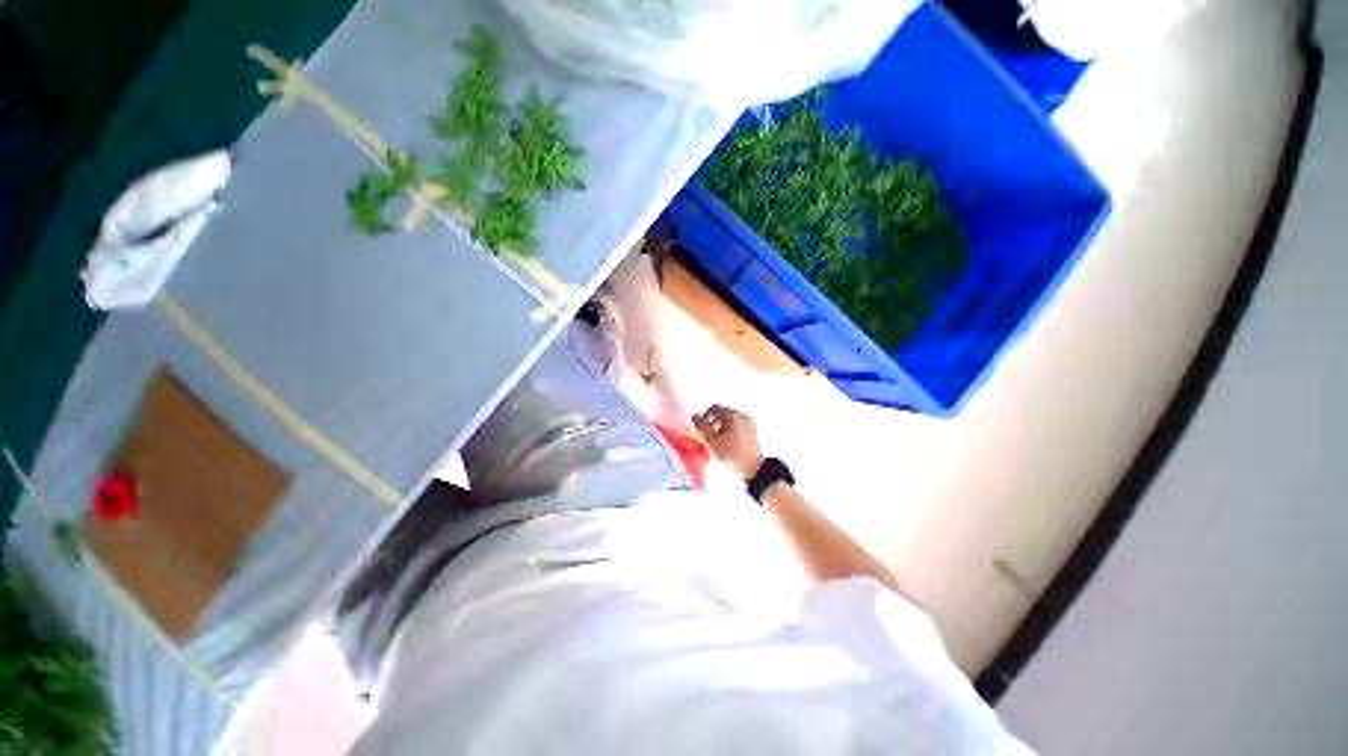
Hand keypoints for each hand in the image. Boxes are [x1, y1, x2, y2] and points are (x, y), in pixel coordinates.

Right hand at [692, 405, 763, 479]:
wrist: (754, 468)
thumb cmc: (731, 454)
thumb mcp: (713, 441)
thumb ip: (702, 427)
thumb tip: (695, 416)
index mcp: (733, 415)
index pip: (714, 408)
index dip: (704, 417)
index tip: (701, 430)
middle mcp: (742, 415)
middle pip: (722, 414)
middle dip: (712, 423)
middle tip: (708, 436)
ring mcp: (749, 423)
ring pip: (730, 420)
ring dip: (721, 427)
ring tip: (717, 441)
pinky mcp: (752, 431)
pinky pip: (737, 425)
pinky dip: (729, 430)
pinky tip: (727, 442)